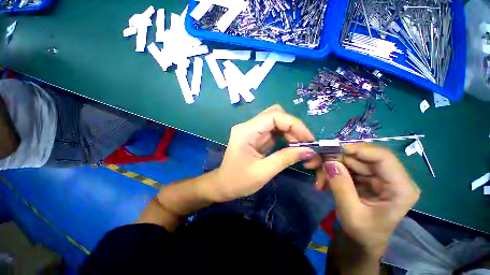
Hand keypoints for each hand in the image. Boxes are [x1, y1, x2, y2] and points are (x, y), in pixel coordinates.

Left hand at [207, 105, 316, 202]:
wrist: (223, 185)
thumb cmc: (238, 181)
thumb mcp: (263, 172)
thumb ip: (286, 158)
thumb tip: (309, 151)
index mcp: (246, 131)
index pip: (274, 115)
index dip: (294, 124)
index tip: (309, 139)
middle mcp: (248, 126)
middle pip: (275, 114)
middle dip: (292, 126)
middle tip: (304, 143)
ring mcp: (251, 130)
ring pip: (275, 121)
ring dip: (290, 131)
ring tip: (299, 146)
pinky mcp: (255, 136)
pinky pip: (273, 130)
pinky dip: (284, 136)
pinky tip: (290, 146)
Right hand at [317, 143, 419, 256]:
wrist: (361, 241)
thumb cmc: (362, 233)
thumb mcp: (350, 213)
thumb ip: (341, 186)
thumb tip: (329, 162)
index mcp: (400, 188)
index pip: (382, 157)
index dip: (356, 149)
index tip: (331, 149)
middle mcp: (391, 177)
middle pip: (361, 156)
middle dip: (334, 158)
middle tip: (313, 163)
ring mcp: (377, 176)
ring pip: (350, 160)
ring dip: (329, 165)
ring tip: (317, 179)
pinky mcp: (365, 177)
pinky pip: (345, 166)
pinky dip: (331, 171)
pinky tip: (322, 182)